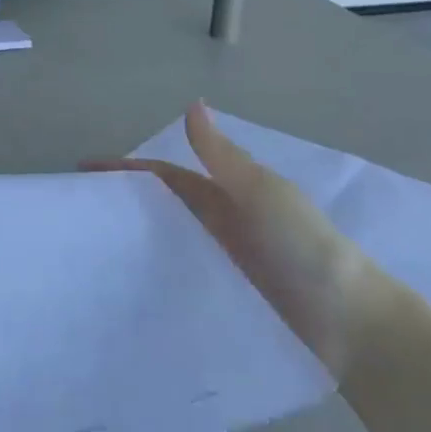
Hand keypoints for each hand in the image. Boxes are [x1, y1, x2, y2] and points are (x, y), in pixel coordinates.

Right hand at [85, 103, 400, 379]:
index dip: (126, 169)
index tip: (82, 172)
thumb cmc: (304, 247)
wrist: (355, 327)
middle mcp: (221, 223)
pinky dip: (157, 276)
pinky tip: (130, 291)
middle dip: (123, 203)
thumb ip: (222, 156)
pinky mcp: (227, 298)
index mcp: (227, 192)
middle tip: (76, 216)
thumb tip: (191, 105)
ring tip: (90, 255)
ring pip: (169, 242)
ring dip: (136, 240)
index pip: (164, 174)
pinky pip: (183, 278)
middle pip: (162, 206)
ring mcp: (224, 263)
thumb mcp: (261, 193)